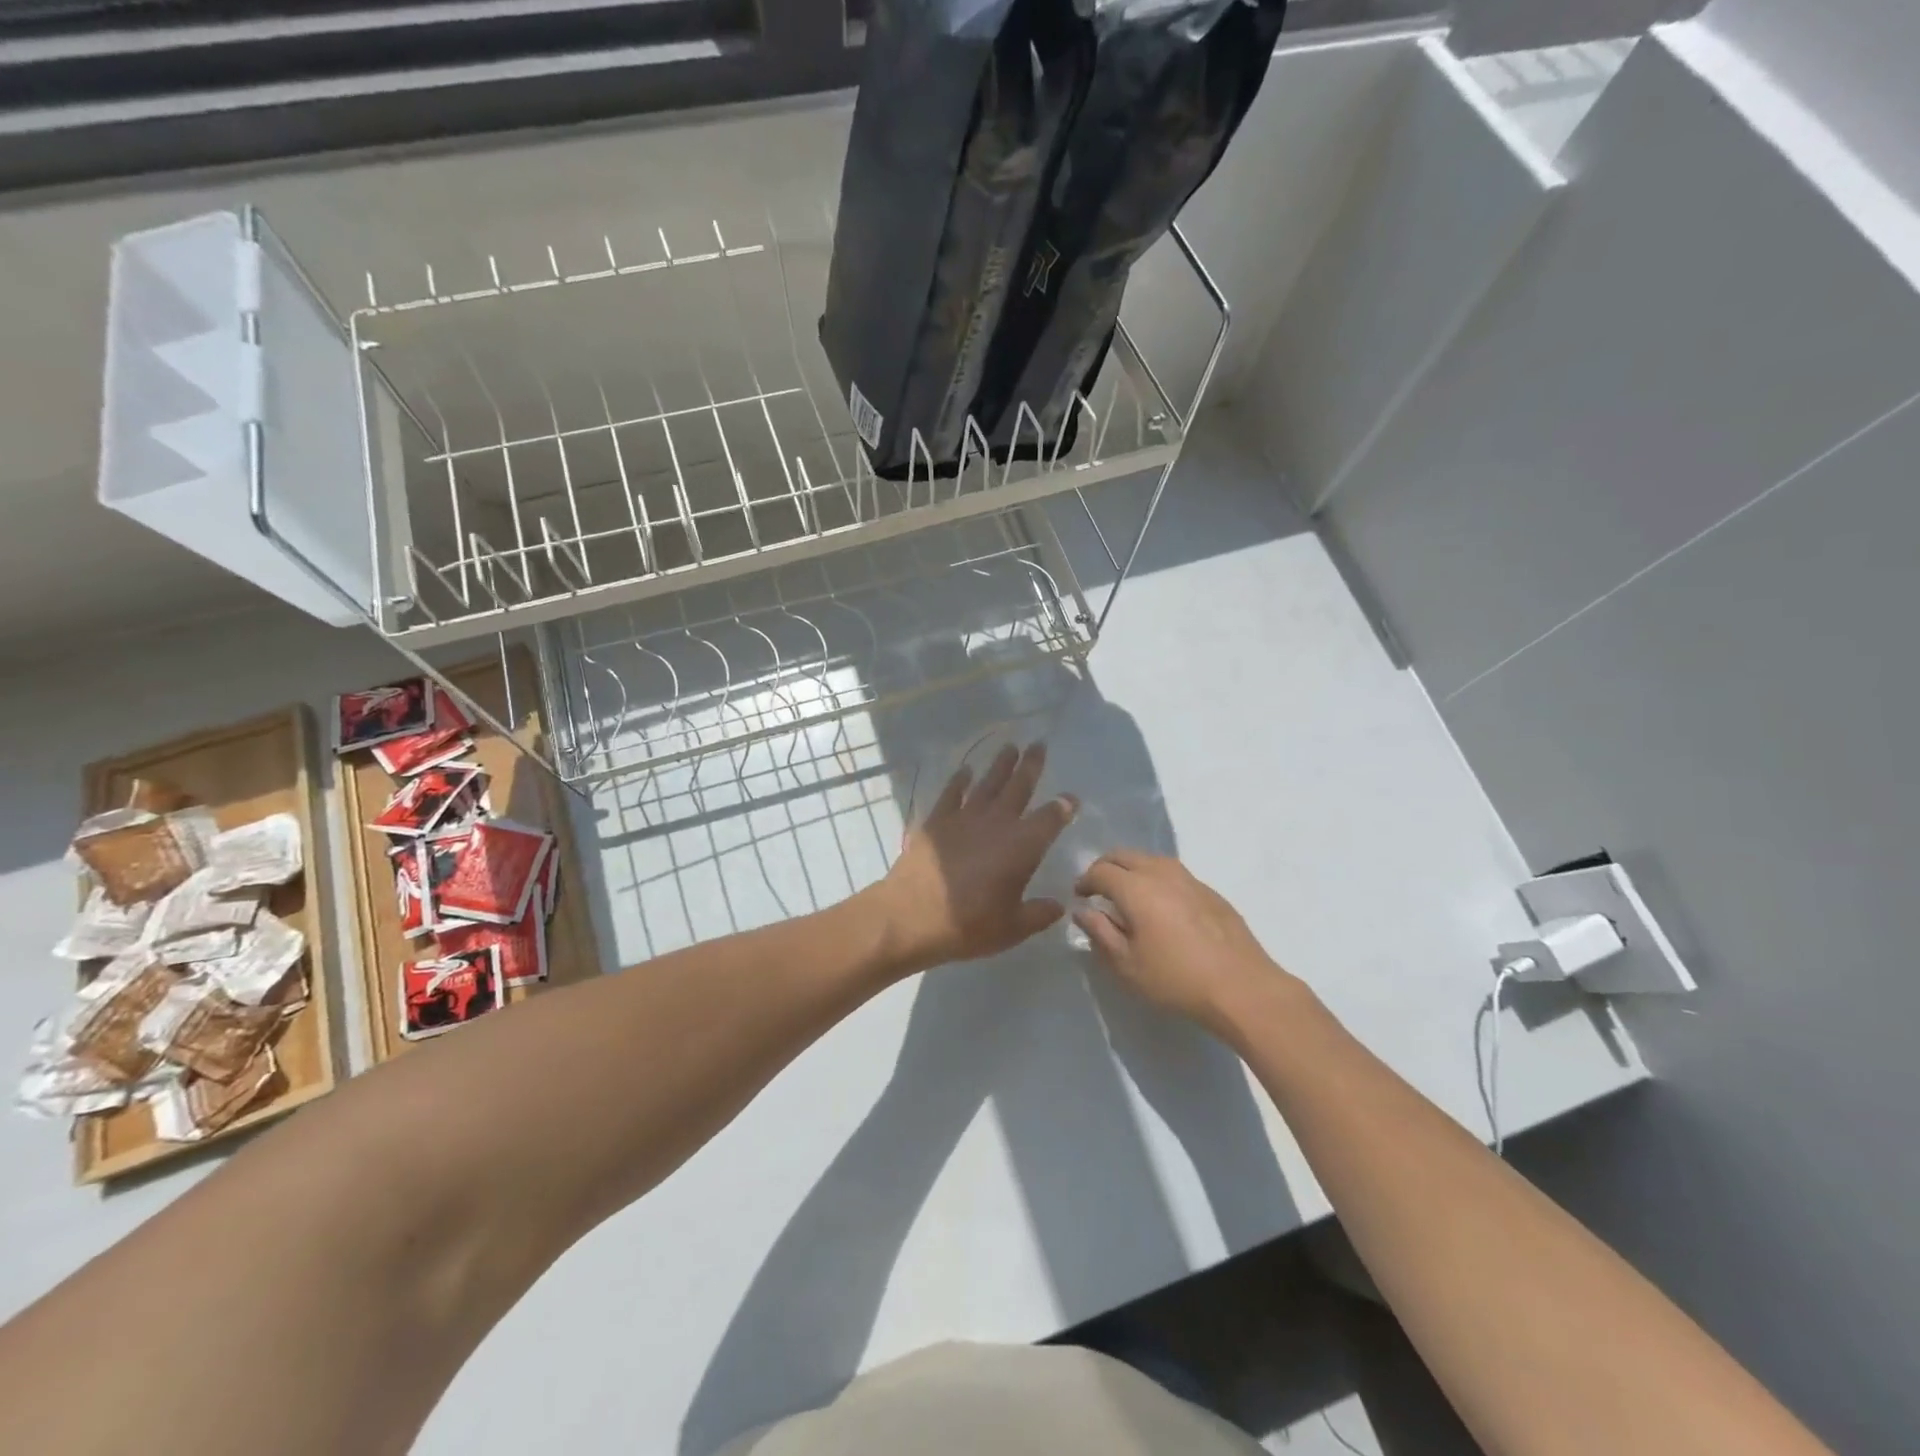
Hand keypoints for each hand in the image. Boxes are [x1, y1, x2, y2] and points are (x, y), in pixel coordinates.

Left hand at [868, 742, 1077, 973]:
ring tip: (1010, 746)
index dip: (1063, 807)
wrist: (910, 916)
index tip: (1071, 798)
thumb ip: (1039, 914)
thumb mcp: (1013, 928)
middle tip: (1039, 744)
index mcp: (1022, 847)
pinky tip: (965, 770)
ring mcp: (964, 818)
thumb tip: (1059, 905)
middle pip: (1019, 787)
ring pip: (988, 783)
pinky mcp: (936, 820)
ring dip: (1001, 765)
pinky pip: (951, 793)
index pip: (1050, 819)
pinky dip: (959, 780)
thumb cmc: (967, 925)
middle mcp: (997, 823)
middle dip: (1031, 765)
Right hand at [1074, 850, 1299, 1037]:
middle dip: (1105, 867)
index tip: (1079, 897)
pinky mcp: (1210, 891)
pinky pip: (1173, 873)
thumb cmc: (1176, 979)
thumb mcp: (1127, 964)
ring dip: (1132, 869)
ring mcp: (1190, 878)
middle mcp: (1161, 873)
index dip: (1085, 881)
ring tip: (1128, 895)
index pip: (1100, 871)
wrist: (1242, 987)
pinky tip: (1161, 905)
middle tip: (1098, 890)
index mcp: (1136, 887)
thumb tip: (1082, 911)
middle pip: (1124, 855)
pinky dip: (1156, 879)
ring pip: (1151, 859)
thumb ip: (1100, 932)